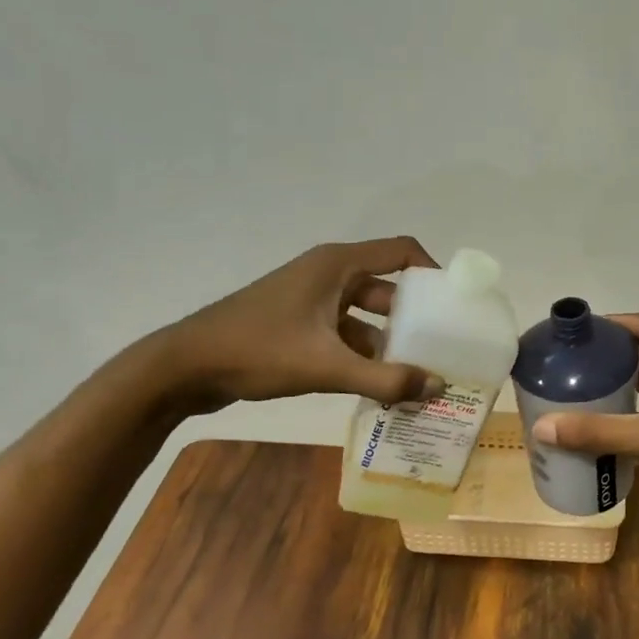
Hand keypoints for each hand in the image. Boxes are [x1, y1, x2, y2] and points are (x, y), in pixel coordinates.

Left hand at [156, 238, 445, 411]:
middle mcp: (328, 274)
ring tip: (415, 373)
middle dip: (414, 317)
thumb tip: (437, 387)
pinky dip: (362, 355)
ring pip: (365, 315)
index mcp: (337, 265)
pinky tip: (376, 385)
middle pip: (387, 287)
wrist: (184, 367)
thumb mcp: (326, 366)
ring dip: (388, 341)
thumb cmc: (258, 350)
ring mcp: (310, 300)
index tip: (455, 304)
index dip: (433, 271)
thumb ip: (384, 378)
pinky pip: (344, 333)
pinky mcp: (297, 324)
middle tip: (441, 346)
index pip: (402, 251)